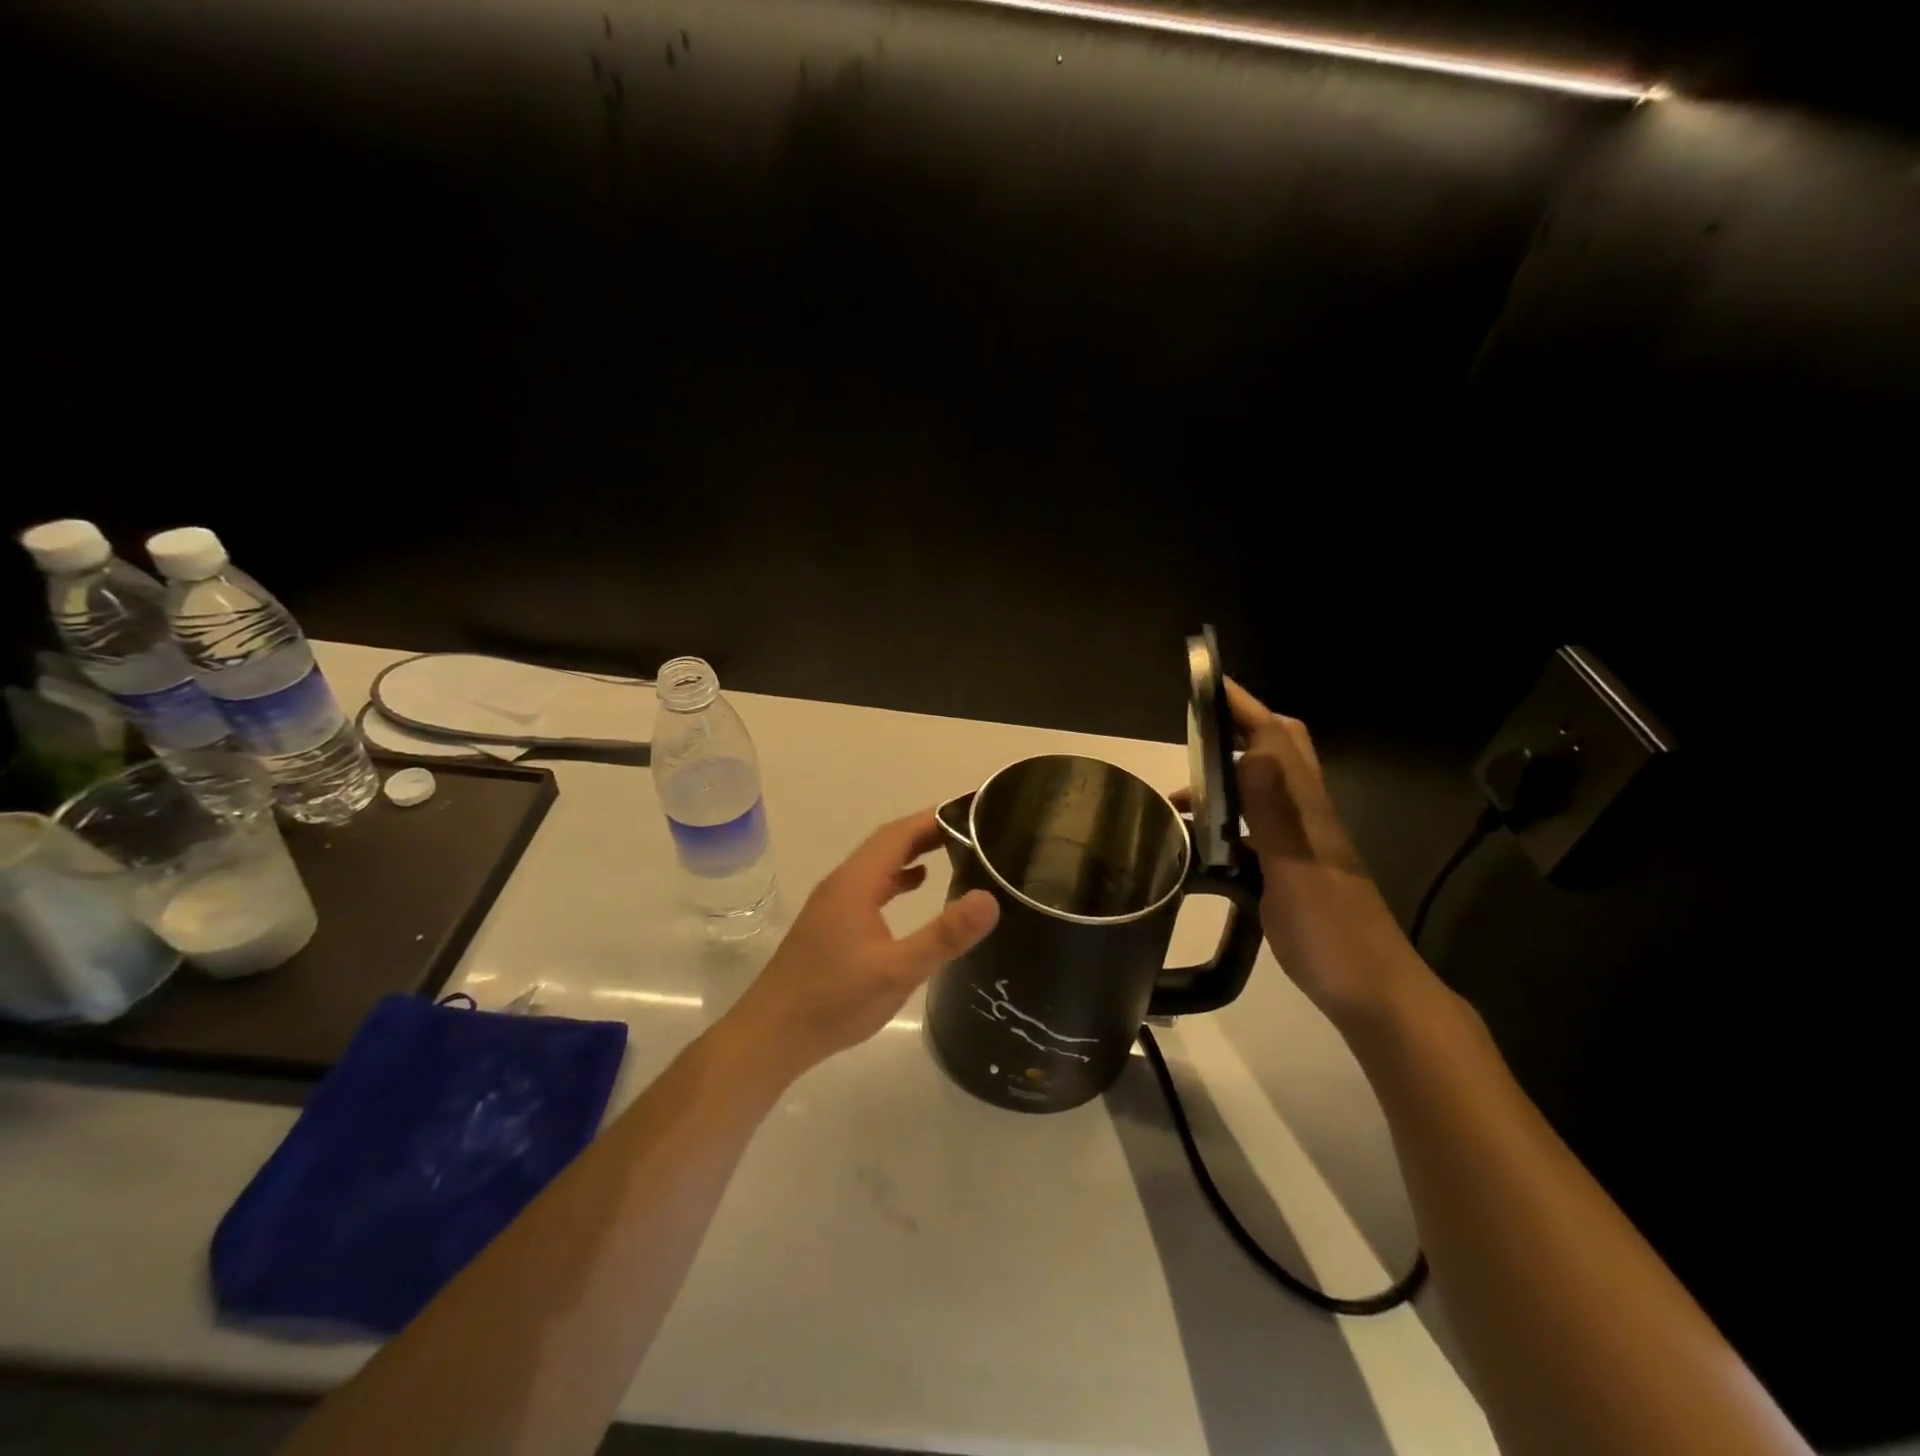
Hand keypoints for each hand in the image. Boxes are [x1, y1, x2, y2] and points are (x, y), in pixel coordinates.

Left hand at [728, 810, 999, 1075]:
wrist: (772, 1034)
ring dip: (912, 853)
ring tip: (953, 852)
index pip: (898, 834)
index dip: (934, 818)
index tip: (971, 813)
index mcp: (855, 883)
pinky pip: (870, 885)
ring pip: (878, 864)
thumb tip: (989, 899)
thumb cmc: (834, 1001)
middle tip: (971, 830)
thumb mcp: (897, 971)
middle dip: (927, 832)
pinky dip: (896, 878)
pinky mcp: (830, 923)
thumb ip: (944, 936)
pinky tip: (916, 888)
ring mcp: (833, 902)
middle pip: (887, 843)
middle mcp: (842, 883)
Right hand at [1200, 680, 1422, 1028]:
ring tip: (1179, 798)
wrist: (1372, 992)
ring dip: (1226, 778)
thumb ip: (1275, 811)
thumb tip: (1256, 750)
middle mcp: (1307, 814)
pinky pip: (1255, 827)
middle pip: (1279, 750)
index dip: (1245, 706)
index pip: (1278, 737)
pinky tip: (1200, 844)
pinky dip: (1226, 821)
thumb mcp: (1296, 869)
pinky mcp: (1292, 868)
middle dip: (1239, 729)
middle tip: (1193, 731)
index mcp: (1308, 806)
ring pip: (1264, 788)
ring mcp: (1302, 842)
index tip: (1208, 684)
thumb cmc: (1332, 932)